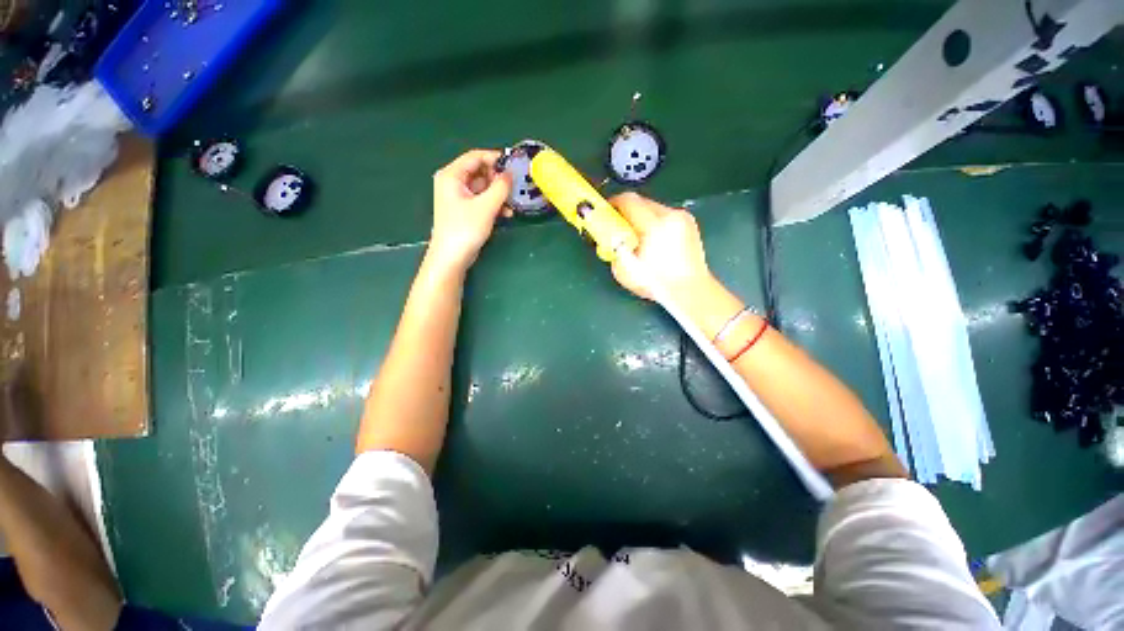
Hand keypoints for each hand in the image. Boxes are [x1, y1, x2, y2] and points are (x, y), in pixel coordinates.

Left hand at [429, 149, 512, 273]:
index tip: (514, 165)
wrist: (452, 257)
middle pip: (479, 172)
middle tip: (514, 187)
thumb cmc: (465, 229)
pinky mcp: (464, 210)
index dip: (495, 158)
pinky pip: (481, 200)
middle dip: (498, 179)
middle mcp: (453, 182)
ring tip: (512, 204)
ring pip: (483, 188)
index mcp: (452, 175)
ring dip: (498, 194)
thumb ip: (500, 187)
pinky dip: (493, 204)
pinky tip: (506, 214)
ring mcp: (458, 197)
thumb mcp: (486, 206)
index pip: (475, 156)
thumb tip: (510, 174)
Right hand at [609, 192, 713, 300]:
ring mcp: (683, 218)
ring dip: (641, 218)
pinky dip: (655, 224)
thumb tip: (611, 236)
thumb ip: (614, 248)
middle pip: (641, 201)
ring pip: (654, 208)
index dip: (613, 204)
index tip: (605, 212)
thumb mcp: (624, 269)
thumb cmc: (656, 283)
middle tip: (618, 227)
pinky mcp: (690, 224)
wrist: (690, 292)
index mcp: (654, 225)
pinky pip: (665, 216)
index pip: (628, 201)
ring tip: (636, 237)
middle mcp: (671, 216)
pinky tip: (653, 241)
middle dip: (627, 212)